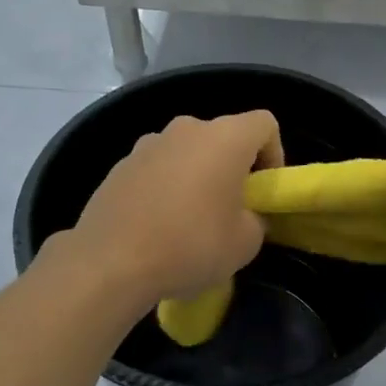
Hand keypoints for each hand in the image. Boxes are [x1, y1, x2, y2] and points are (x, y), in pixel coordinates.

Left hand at [64, 112, 284, 304]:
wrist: (111, 261)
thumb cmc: (191, 245)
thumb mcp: (245, 243)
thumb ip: (256, 220)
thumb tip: (245, 216)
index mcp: (224, 138)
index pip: (264, 124)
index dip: (274, 154)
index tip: (264, 190)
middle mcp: (185, 129)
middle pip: (222, 137)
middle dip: (231, 167)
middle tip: (230, 209)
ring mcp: (147, 144)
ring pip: (186, 153)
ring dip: (195, 177)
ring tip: (190, 221)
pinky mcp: (119, 166)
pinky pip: (156, 170)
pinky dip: (164, 189)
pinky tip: (157, 227)